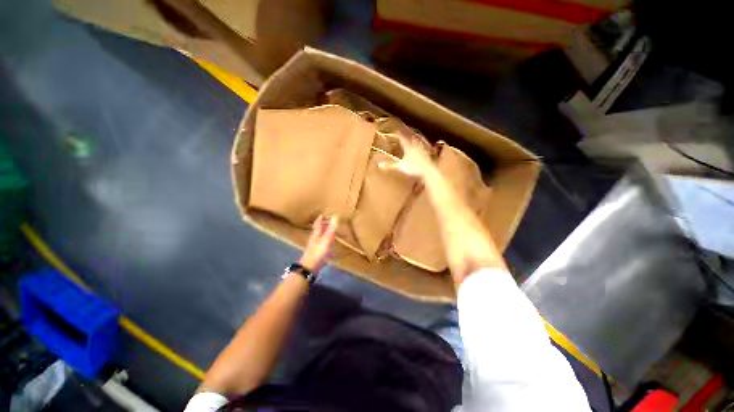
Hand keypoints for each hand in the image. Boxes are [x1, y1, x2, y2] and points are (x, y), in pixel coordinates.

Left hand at [299, 215, 338, 271]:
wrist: (309, 267)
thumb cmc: (318, 252)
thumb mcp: (326, 239)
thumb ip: (331, 228)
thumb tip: (335, 216)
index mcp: (316, 234)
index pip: (317, 223)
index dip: (320, 218)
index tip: (324, 214)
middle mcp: (315, 238)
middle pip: (318, 229)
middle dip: (323, 224)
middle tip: (330, 221)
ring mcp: (315, 246)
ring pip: (320, 236)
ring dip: (325, 232)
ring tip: (331, 230)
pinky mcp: (317, 252)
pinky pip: (322, 243)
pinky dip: (326, 240)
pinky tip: (330, 244)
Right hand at [378, 134, 434, 178]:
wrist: (428, 170)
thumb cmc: (414, 167)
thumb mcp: (400, 166)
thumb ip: (390, 165)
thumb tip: (379, 164)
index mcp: (408, 146)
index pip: (402, 138)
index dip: (398, 134)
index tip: (396, 130)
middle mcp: (416, 145)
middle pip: (411, 137)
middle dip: (407, 135)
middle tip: (405, 132)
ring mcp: (423, 148)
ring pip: (418, 141)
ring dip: (415, 138)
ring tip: (414, 137)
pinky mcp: (428, 153)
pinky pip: (424, 147)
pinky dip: (422, 145)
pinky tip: (423, 147)